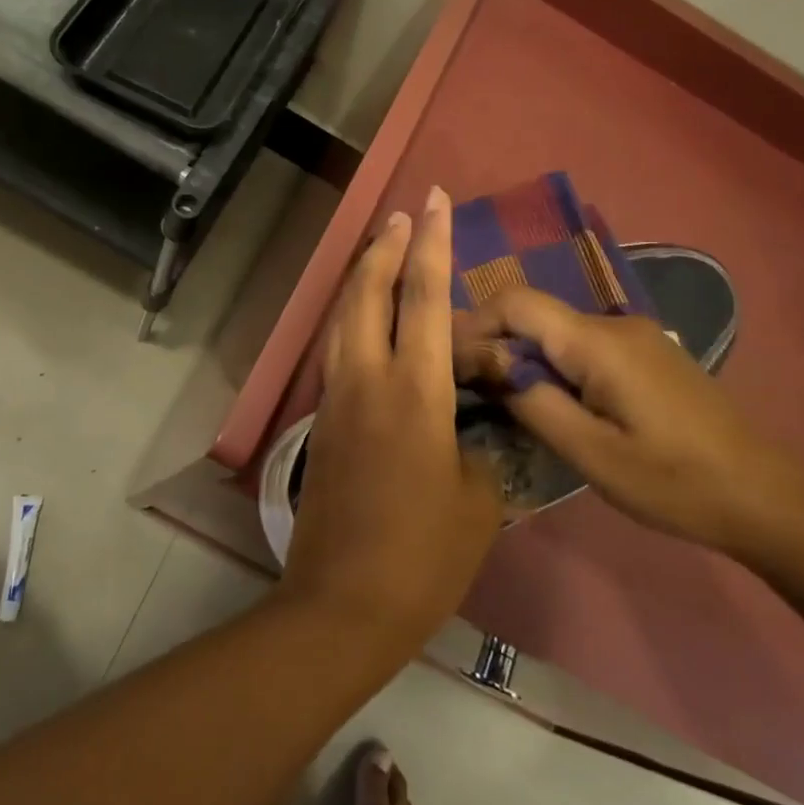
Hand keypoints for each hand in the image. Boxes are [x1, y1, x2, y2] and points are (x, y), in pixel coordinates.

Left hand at [281, 187, 503, 653]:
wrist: (343, 603)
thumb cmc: (422, 555)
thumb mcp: (478, 501)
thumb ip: (480, 451)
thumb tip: (472, 432)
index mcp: (412, 391)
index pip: (423, 297)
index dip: (432, 244)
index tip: (433, 202)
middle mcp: (367, 378)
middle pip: (368, 292)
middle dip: (386, 247)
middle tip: (403, 216)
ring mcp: (337, 397)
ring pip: (343, 316)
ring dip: (363, 277)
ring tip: (380, 251)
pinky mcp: (324, 420)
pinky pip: (337, 348)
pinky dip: (351, 317)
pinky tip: (364, 319)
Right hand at [453, 288, 803, 557]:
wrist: (767, 498)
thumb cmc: (675, 483)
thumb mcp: (592, 454)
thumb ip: (532, 401)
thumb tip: (485, 364)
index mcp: (597, 342)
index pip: (515, 302)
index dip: (474, 323)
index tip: (450, 362)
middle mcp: (613, 324)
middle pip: (534, 314)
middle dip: (494, 343)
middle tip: (469, 388)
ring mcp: (635, 336)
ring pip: (557, 330)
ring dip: (523, 356)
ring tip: (502, 400)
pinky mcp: (647, 355)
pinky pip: (583, 346)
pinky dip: (554, 364)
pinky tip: (552, 402)